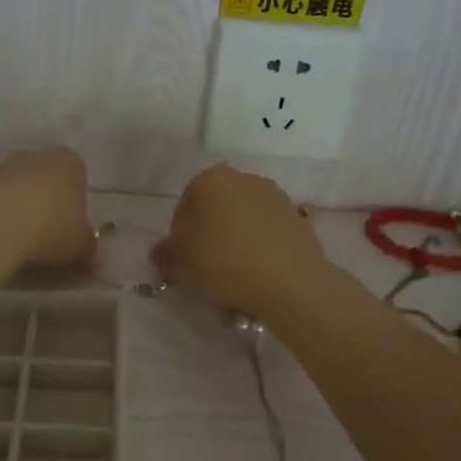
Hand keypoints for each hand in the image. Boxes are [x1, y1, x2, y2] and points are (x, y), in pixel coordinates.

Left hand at [0, 147, 96, 268]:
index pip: (79, 181)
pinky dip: (1, 215)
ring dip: (22, 209)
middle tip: (48, 237)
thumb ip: (89, 248)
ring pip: (20, 189)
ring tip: (23, 241)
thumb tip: (92, 257)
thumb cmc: (54, 228)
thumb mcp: (83, 246)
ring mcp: (6, 165)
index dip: (76, 208)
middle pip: (47, 181)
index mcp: (71, 161)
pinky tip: (3, 238)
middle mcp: (39, 155)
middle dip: (48, 203)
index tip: (71, 232)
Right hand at [151, 164, 323, 314]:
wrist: (289, 281)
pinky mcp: (299, 221)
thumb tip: (161, 253)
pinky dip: (260, 251)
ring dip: (235, 243)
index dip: (178, 233)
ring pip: (244, 222)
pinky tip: (256, 277)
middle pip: (217, 209)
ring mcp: (276, 198)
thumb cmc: (223, 260)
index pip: (186, 202)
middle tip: (203, 267)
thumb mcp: (180, 262)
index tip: (180, 258)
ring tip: (232, 276)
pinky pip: (268, 235)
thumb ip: (164, 254)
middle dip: (209, 234)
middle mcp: (246, 179)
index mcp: (213, 179)